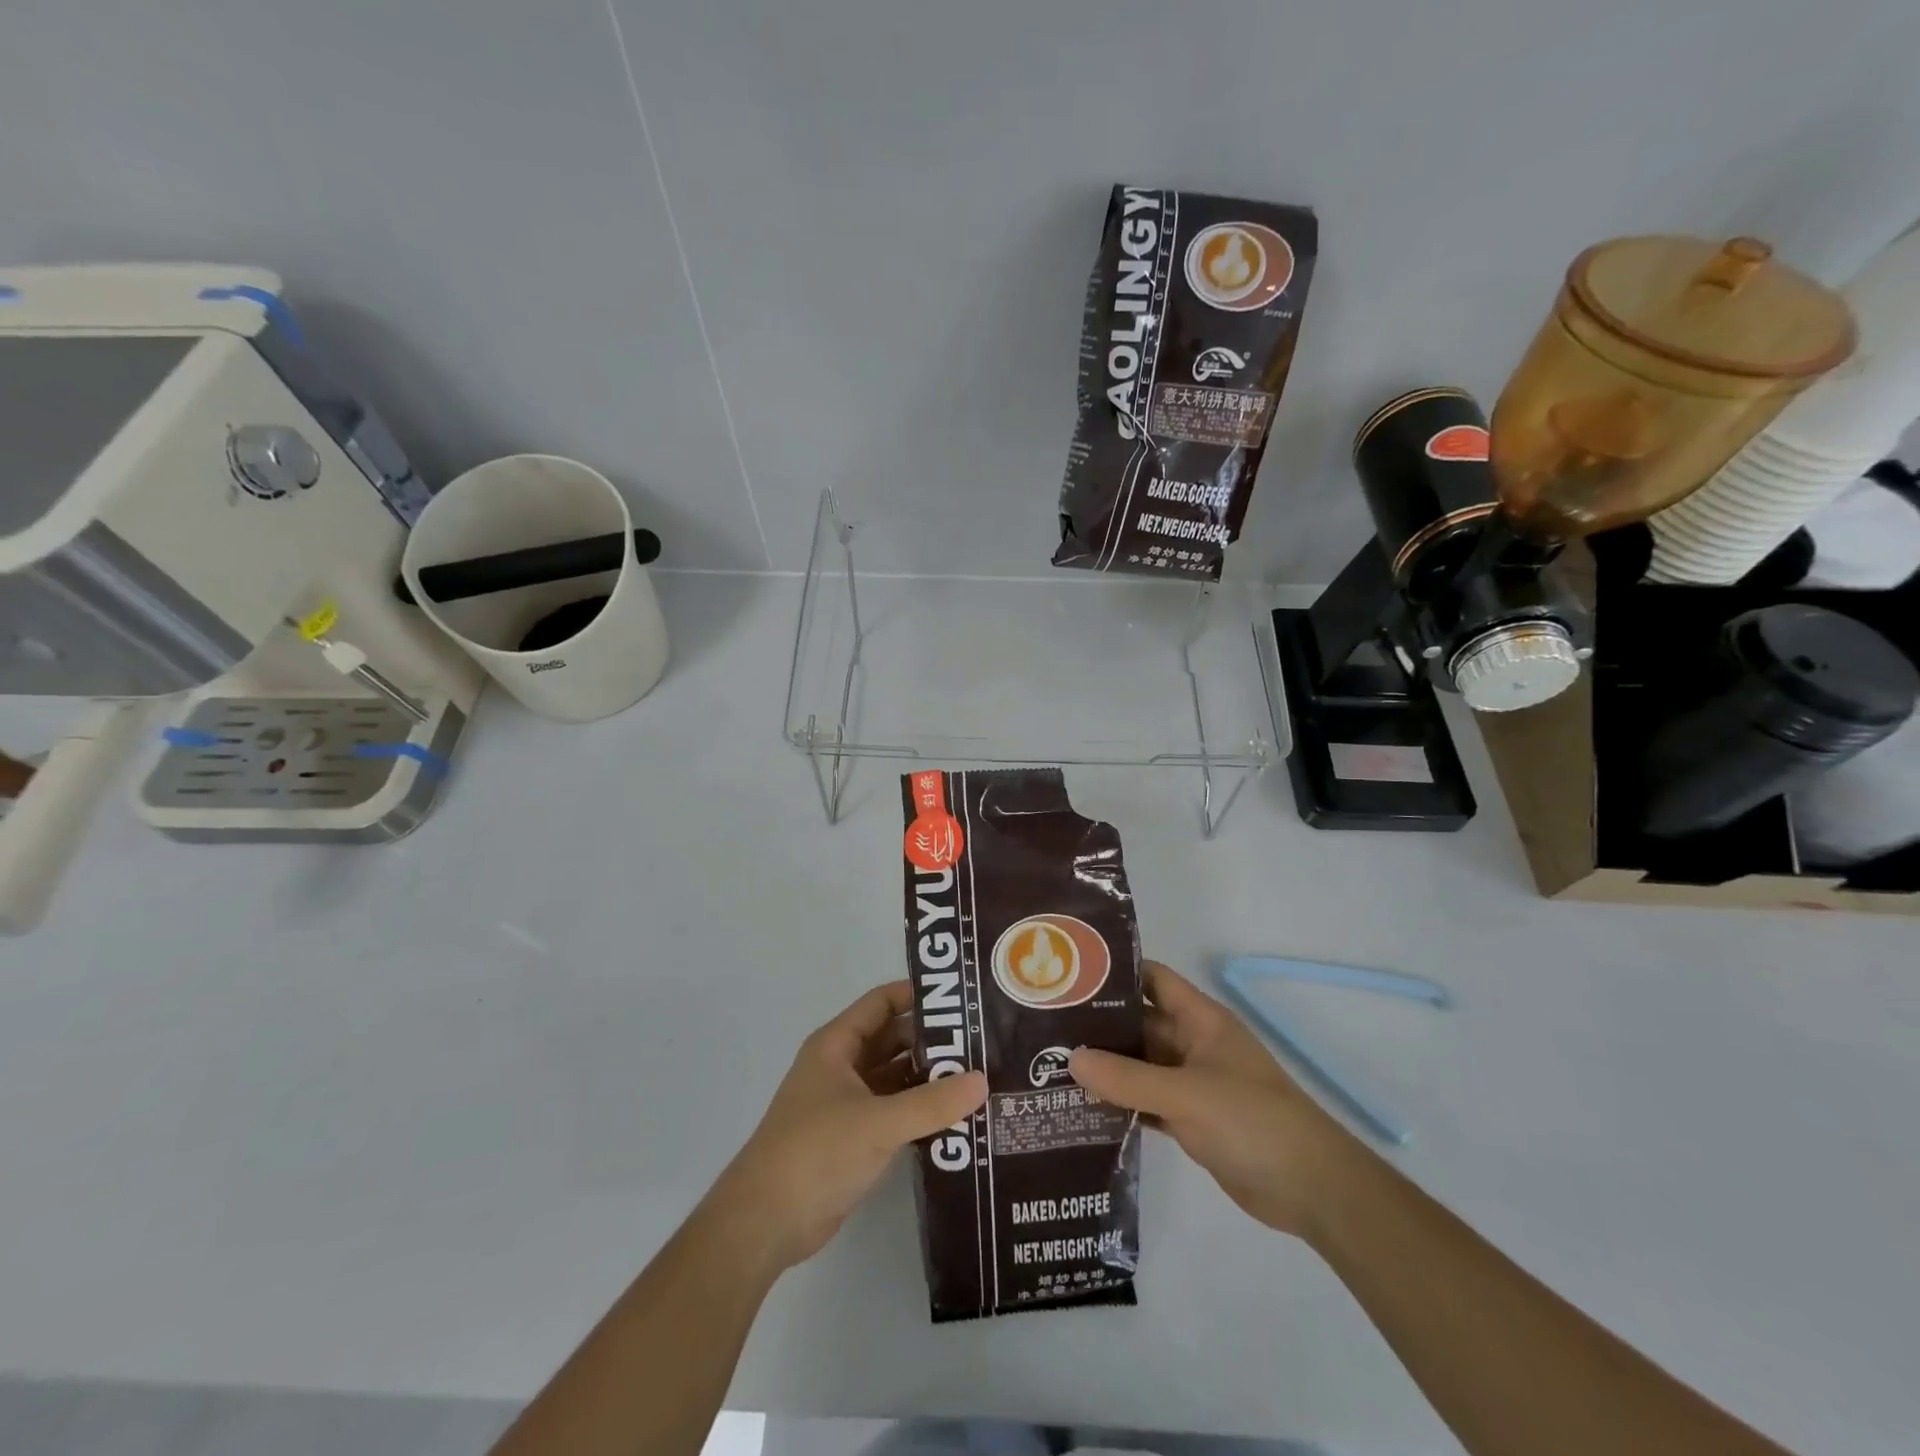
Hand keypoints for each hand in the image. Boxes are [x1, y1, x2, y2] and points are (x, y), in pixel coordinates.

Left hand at [706, 982, 986, 1276]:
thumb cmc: (816, 1152)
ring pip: (895, 1077)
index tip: (962, 999)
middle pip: (893, 1039)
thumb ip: (932, 1103)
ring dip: (930, 1078)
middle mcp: (842, 1066)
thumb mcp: (878, 1123)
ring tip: (979, 1079)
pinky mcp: (854, 1138)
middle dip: (933, 1041)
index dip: (917, 995)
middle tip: (982, 1043)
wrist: (765, 1223)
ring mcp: (847, 1103)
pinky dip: (920, 1111)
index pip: (882, 1002)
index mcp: (837, 1045)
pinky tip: (957, 1118)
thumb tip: (983, 1081)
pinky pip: (894, 1111)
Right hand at [1070, 961, 1361, 1238]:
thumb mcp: (1186, 1094)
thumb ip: (1128, 1078)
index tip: (1068, 976)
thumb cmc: (1252, 1121)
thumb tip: (1070, 1058)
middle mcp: (1192, 1044)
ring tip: (1050, 1066)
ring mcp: (1191, 1084)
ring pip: (1139, 1066)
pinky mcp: (1190, 1120)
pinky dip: (1120, 1103)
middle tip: (1046, 1028)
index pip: (1152, 980)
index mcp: (1200, 1020)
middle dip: (1098, 1026)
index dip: (1115, 973)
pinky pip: (1146, 1102)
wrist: (1312, 1189)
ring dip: (1105, 1067)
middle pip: (1139, 1025)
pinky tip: (1081, 1109)